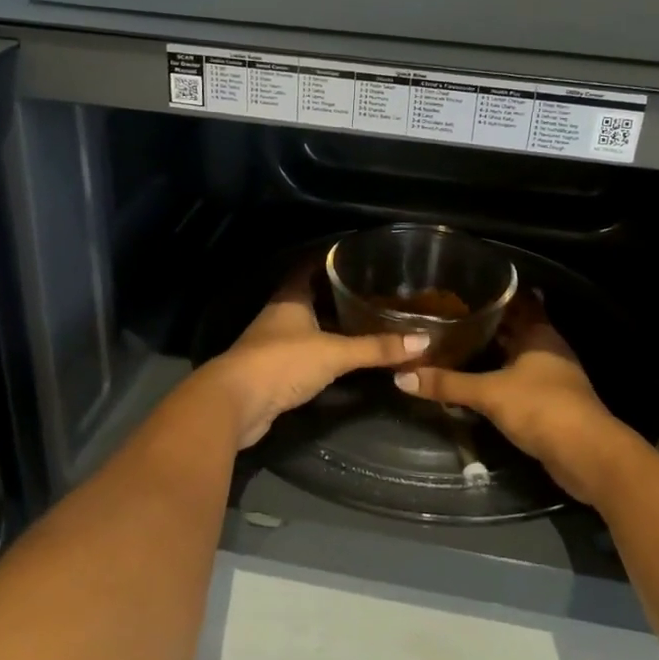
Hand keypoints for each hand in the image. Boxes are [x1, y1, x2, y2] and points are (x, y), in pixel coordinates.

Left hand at [200, 265, 430, 449]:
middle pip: (309, 296)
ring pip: (307, 326)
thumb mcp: (334, 353)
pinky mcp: (273, 371)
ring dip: (330, 324)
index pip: (308, 266)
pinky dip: (323, 351)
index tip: (355, 255)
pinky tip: (343, 356)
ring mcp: (273, 344)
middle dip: (336, 293)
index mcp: (289, 298)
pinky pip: (304, 353)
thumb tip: (423, 340)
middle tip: (370, 290)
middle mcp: (279, 315)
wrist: (235, 404)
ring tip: (364, 320)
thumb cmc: (282, 362)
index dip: (329, 258)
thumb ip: (376, 348)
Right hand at [393, 293, 642, 503]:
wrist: (587, 456)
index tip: (463, 289)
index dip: (493, 294)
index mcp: (540, 333)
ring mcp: (552, 377)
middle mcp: (548, 349)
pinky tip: (476, 382)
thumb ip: (448, 383)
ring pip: (516, 356)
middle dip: (487, 324)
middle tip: (449, 317)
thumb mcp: (489, 393)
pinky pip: (518, 381)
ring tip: (456, 346)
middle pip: (515, 329)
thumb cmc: (542, 408)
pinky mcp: (551, 403)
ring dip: (492, 353)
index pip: (517, 301)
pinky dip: (499, 378)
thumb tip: (401, 376)